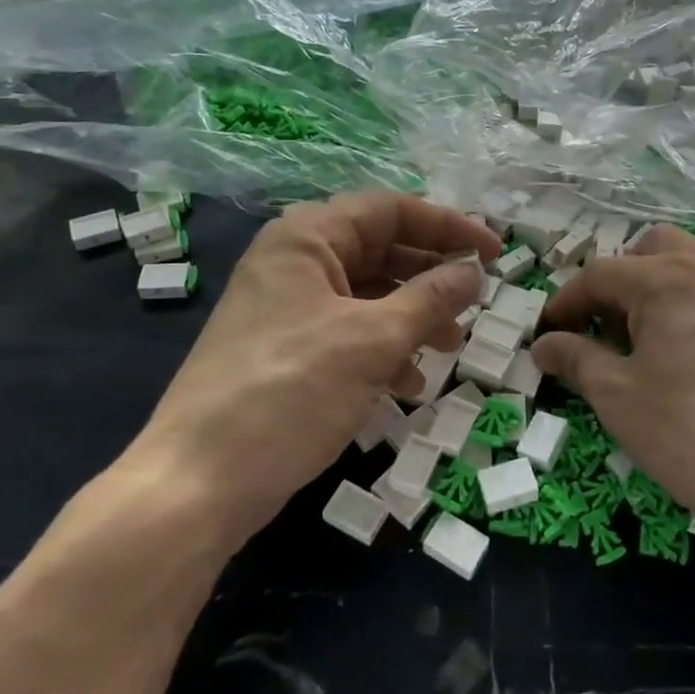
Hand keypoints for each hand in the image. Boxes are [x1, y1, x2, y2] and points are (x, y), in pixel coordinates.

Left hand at [128, 193, 500, 549]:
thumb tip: (474, 272)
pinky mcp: (287, 349)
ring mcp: (288, 307)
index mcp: (307, 237)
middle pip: (380, 250)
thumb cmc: (290, 392)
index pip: (391, 211)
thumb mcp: (372, 341)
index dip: (448, 228)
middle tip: (476, 300)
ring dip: (412, 316)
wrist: (199, 482)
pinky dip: (383, 349)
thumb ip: (430, 299)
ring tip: (449, 347)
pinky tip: (407, 384)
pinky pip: (348, 332)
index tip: (496, 253)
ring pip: (368, 295)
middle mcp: (295, 261)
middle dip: (431, 277)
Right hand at [530, 226, 694, 548]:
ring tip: (665, 345)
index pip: (600, 274)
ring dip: (672, 292)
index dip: (567, 300)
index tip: (552, 331)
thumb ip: (576, 360)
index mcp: (666, 281)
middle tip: (612, 327)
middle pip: (656, 249)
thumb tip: (544, 343)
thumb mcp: (619, 399)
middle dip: (624, 278)